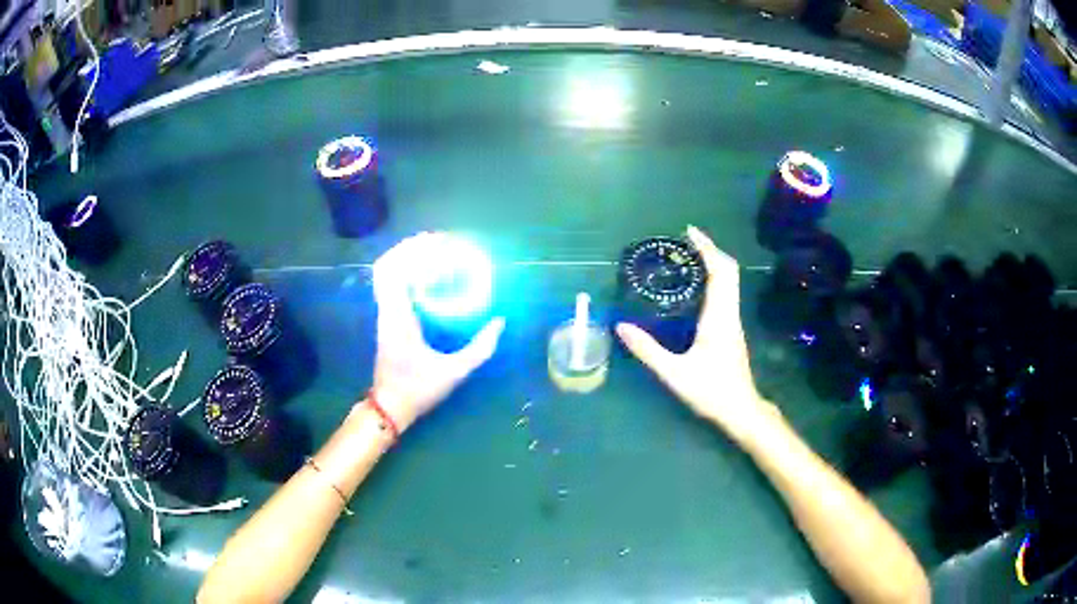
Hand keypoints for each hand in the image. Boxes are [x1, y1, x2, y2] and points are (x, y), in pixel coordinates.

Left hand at [369, 233, 505, 430]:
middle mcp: (386, 310)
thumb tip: (500, 322)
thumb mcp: (453, 372)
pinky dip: (407, 274)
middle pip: (387, 266)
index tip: (435, 242)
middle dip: (410, 249)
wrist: (389, 407)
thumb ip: (479, 349)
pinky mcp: (387, 320)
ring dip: (407, 260)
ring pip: (387, 275)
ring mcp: (384, 314)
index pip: (392, 271)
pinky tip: (429, 278)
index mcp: (397, 317)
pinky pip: (392, 286)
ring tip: (435, 254)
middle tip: (439, 243)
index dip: (410, 250)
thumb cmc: (417, 389)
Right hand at [616, 226, 775, 441]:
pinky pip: (726, 293)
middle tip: (685, 241)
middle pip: (728, 271)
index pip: (720, 271)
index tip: (689, 232)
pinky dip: (713, 279)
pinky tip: (695, 288)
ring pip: (729, 281)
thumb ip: (648, 350)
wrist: (740, 410)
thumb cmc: (711, 391)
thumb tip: (621, 326)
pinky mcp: (732, 330)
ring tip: (688, 258)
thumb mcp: (674, 373)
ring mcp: (734, 321)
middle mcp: (730, 313)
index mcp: (719, 317)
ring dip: (713, 264)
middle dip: (710, 250)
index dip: (707, 248)